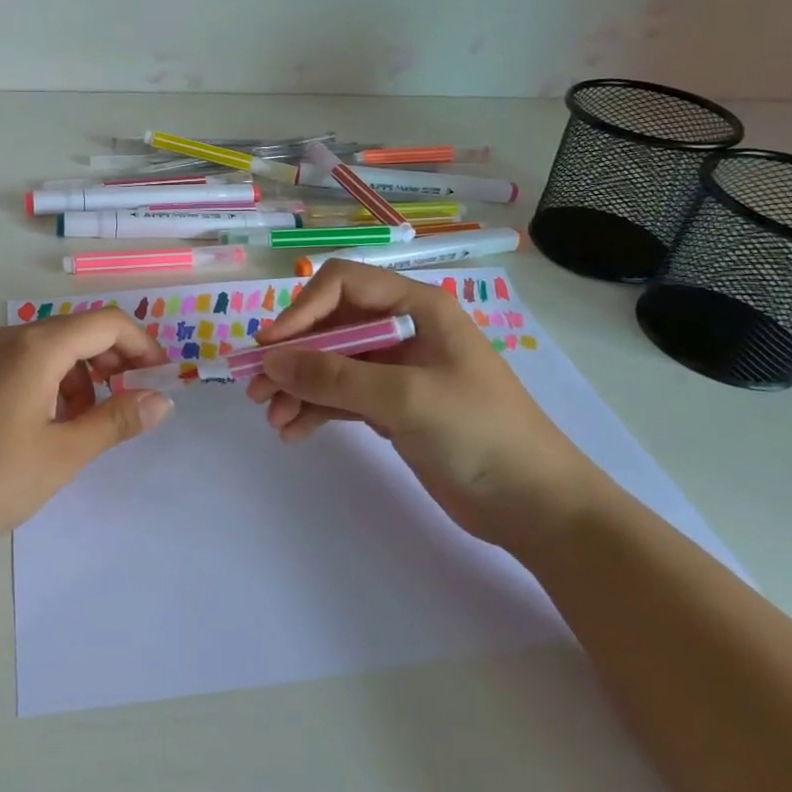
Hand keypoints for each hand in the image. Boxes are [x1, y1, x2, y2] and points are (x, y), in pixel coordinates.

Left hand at [0, 308, 172, 562]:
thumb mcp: (64, 454)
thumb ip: (116, 420)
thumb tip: (161, 399)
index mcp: (35, 346)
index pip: (105, 323)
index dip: (141, 345)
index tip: (160, 378)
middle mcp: (9, 336)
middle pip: (77, 331)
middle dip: (112, 361)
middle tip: (129, 403)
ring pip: (51, 347)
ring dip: (81, 376)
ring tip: (85, 425)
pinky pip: (25, 362)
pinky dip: (51, 382)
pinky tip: (49, 425)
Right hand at [245, 261, 598, 547]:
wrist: (536, 506)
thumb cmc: (480, 434)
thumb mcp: (404, 398)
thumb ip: (334, 376)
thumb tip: (271, 360)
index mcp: (417, 307)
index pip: (343, 285)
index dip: (302, 311)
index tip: (271, 348)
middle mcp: (403, 329)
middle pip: (331, 326)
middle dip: (293, 355)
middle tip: (255, 387)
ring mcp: (397, 369)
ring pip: (331, 364)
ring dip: (299, 386)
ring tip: (272, 418)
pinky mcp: (393, 405)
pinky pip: (342, 396)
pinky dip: (316, 409)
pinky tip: (293, 432)